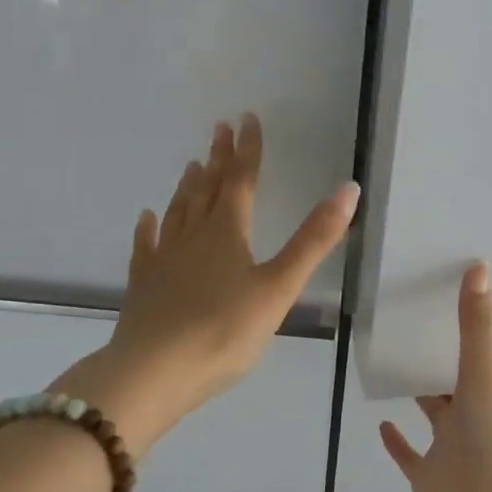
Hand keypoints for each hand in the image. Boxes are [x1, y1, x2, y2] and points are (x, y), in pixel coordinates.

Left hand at [70, 114, 357, 451]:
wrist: (152, 373)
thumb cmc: (224, 331)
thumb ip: (313, 240)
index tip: (247, 118)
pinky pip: (146, 246)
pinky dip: (149, 228)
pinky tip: (147, 218)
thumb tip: (349, 189)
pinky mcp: (143, 284)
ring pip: (179, 212)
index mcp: (227, 233)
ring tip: (192, 164)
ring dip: (188, 186)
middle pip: (207, 189)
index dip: (247, 149)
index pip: (241, 180)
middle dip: (217, 158)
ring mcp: (164, 259)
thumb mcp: (279, 287)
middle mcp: (193, 236)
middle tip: (219, 128)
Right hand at [380, 263, 491, 491]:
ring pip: (432, 414)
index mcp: (487, 394)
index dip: (462, 329)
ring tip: (390, 362)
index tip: (441, 298)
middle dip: (436, 358)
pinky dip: (396, 440)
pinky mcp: (426, 476)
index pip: (474, 354)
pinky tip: (381, 421)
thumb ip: (475, 327)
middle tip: (407, 322)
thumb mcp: (482, 376)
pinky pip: (409, 454)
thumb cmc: (489, 442)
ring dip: (418, 393)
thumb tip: (479, 268)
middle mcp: (470, 417)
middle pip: (451, 381)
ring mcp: (447, 449)